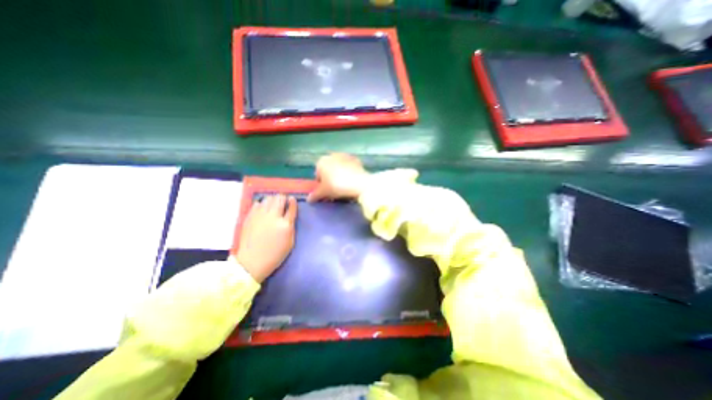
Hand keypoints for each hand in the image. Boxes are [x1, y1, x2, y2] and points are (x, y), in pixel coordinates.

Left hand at [236, 196, 297, 281]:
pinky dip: (262, 203)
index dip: (293, 202)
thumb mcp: (290, 242)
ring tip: (273, 204)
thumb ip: (291, 226)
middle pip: (279, 199)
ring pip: (268, 199)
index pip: (291, 207)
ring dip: (273, 199)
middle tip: (283, 201)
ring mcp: (260, 216)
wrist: (252, 262)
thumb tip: (289, 215)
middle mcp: (273, 217)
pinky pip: (257, 204)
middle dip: (283, 198)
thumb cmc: (275, 254)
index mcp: (285, 224)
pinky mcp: (250, 217)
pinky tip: (263, 208)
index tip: (292, 199)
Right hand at [308, 152, 372, 202]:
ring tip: (345, 187)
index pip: (318, 174)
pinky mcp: (356, 160)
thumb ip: (314, 195)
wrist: (359, 183)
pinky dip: (350, 174)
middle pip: (329, 170)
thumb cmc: (337, 186)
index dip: (321, 185)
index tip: (326, 192)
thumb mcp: (323, 192)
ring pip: (340, 168)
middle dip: (331, 179)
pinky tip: (352, 182)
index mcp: (321, 161)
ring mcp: (345, 156)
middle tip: (335, 190)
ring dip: (340, 175)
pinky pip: (350, 168)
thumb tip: (309, 199)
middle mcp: (332, 155)